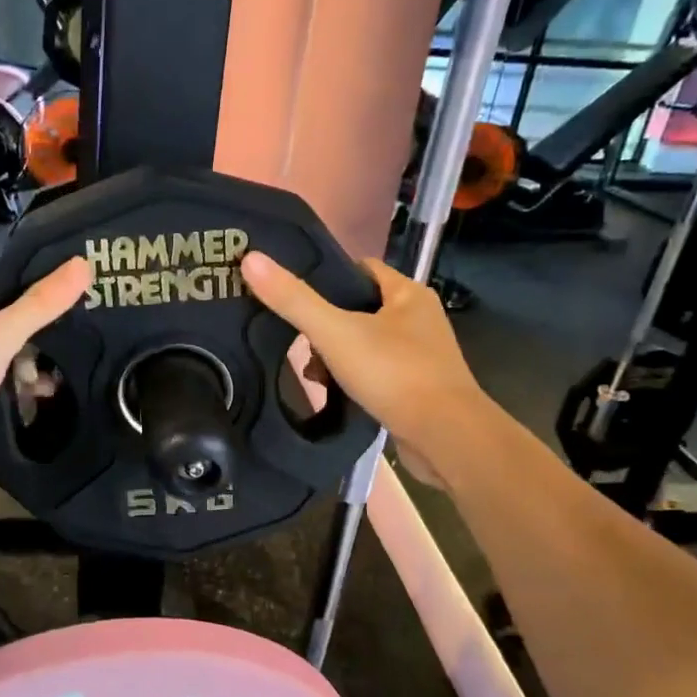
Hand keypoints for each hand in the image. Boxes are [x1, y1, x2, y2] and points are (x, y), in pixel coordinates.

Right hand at [240, 251, 482, 485]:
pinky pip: (376, 371)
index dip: (326, 276)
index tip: (292, 292)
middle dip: (326, 323)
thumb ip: (294, 299)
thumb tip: (251, 258)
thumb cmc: (394, 373)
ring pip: (366, 342)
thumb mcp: (335, 332)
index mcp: (408, 294)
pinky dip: (353, 377)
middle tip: (296, 339)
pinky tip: (334, 392)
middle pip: (360, 308)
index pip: (360, 269)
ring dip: (337, 354)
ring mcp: (421, 355)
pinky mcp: (418, 387)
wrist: (445, 437)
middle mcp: (419, 318)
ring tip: (312, 372)